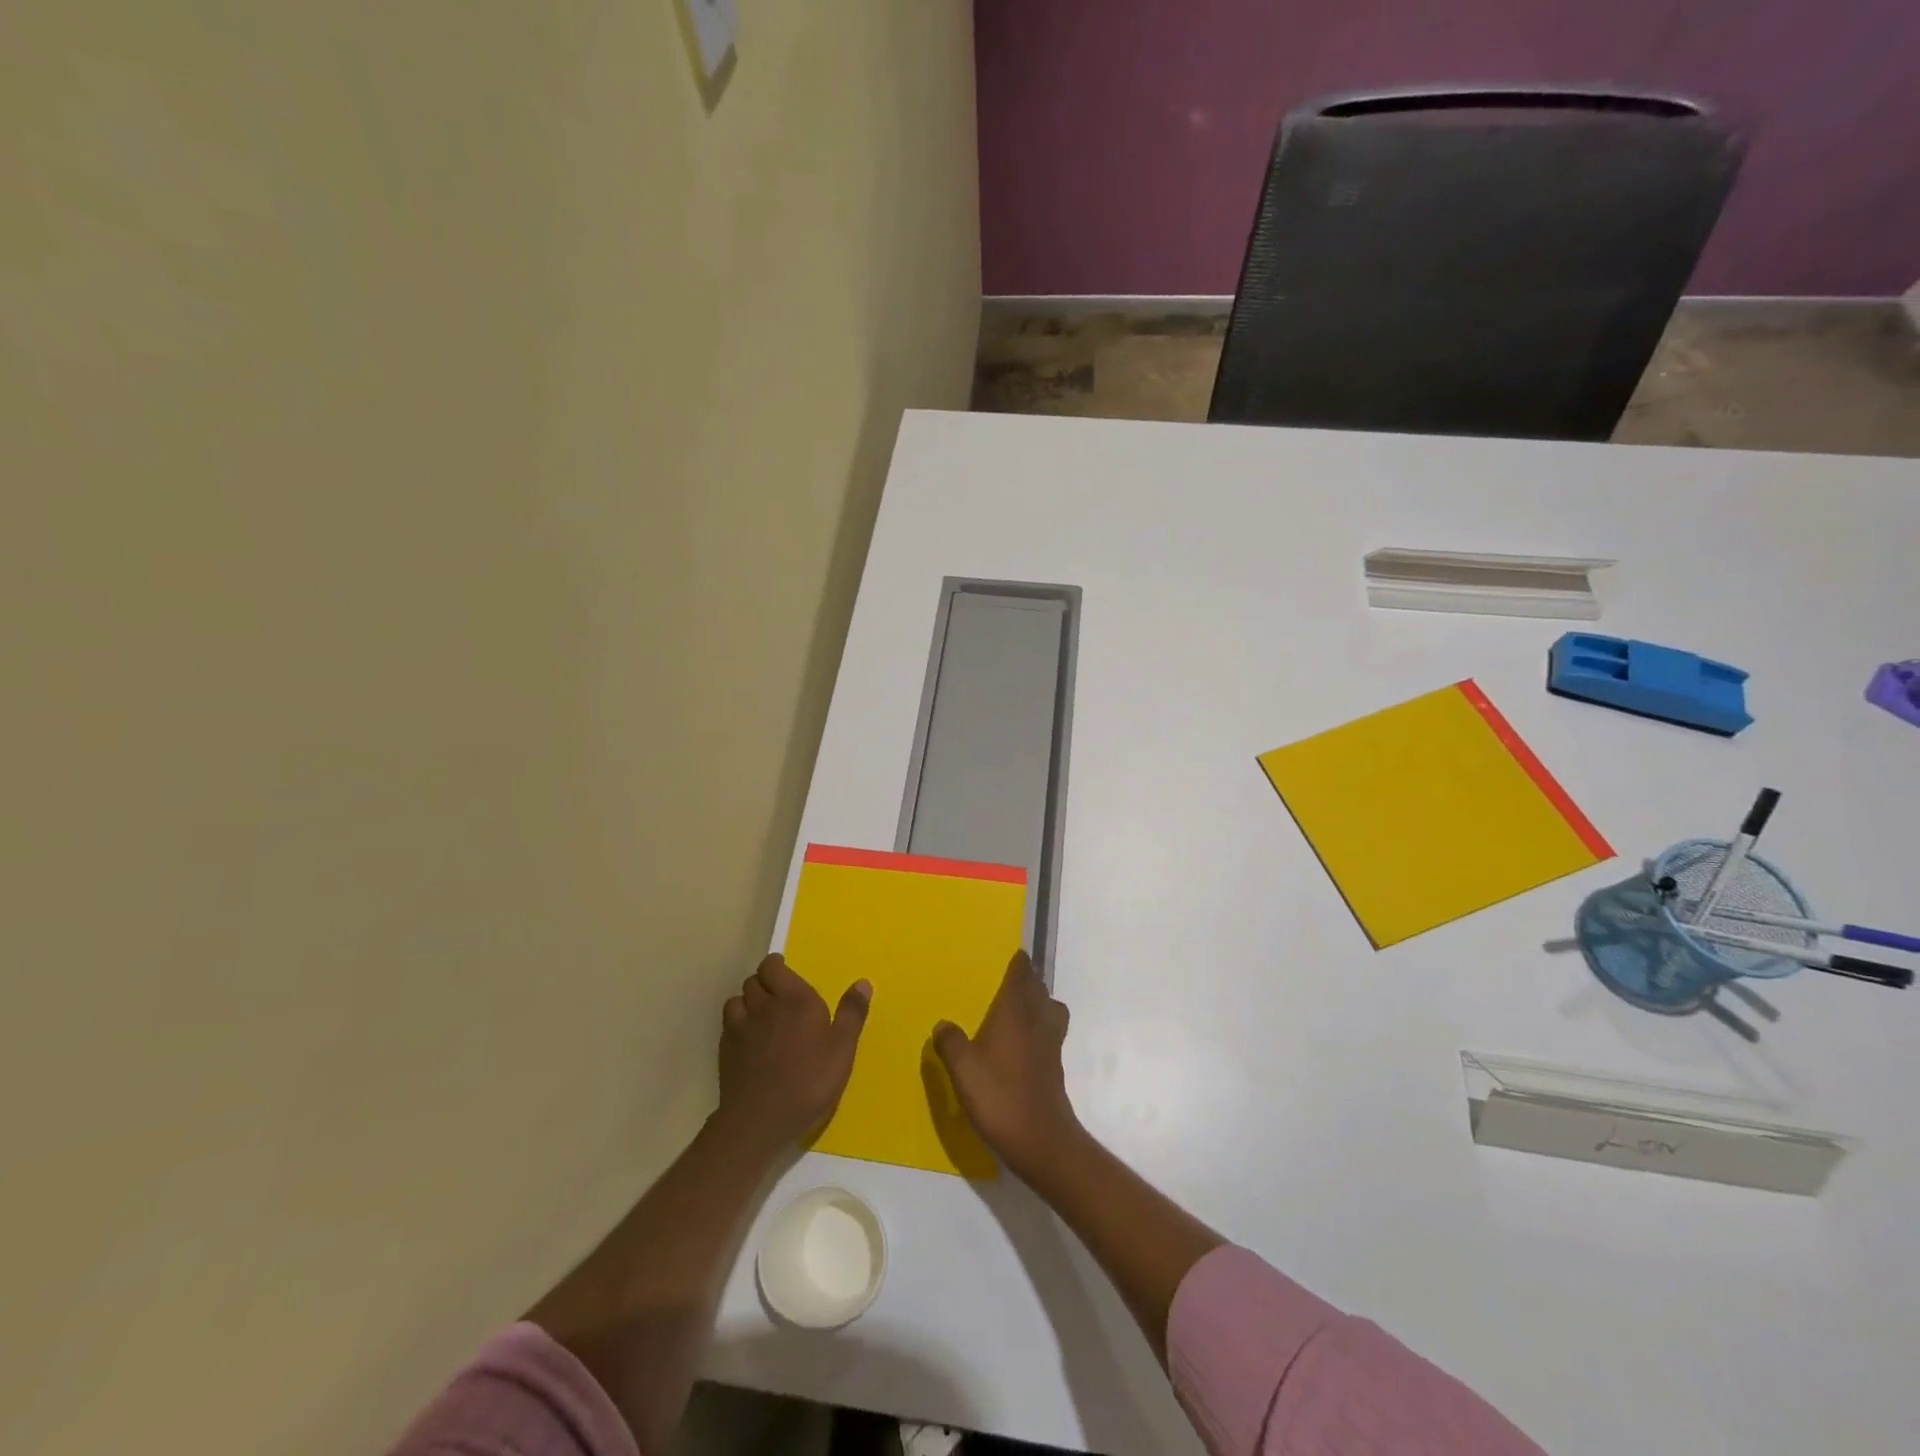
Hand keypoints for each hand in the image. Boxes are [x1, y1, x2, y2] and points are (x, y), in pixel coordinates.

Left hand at [719, 955, 870, 1150]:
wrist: (761, 1119)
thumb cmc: (809, 1081)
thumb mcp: (842, 1049)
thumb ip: (851, 1013)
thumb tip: (863, 982)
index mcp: (794, 999)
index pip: (772, 966)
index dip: (776, 965)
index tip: (784, 971)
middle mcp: (764, 1005)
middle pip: (754, 980)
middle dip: (764, 982)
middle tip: (779, 996)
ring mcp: (740, 1027)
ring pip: (737, 999)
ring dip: (748, 1001)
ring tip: (761, 1015)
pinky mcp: (725, 1049)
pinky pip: (728, 1023)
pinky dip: (737, 1022)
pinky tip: (748, 1038)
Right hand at [932, 950, 1079, 1178]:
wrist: (1041, 1140)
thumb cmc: (1000, 1096)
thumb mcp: (963, 1070)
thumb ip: (950, 1043)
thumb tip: (942, 1024)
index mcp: (1015, 1013)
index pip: (1022, 975)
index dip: (1019, 964)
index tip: (1013, 955)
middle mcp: (1037, 1021)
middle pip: (1039, 989)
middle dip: (1028, 980)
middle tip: (1010, 979)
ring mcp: (1050, 1044)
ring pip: (1050, 1010)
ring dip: (1039, 1003)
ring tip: (1019, 1009)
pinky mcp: (1054, 1066)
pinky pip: (1049, 1033)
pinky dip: (1040, 1028)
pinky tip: (1022, 1044)